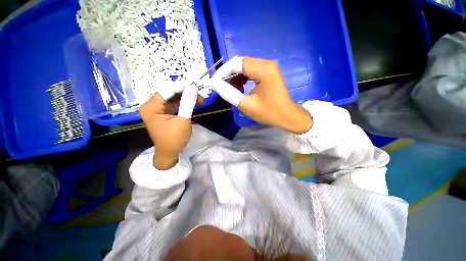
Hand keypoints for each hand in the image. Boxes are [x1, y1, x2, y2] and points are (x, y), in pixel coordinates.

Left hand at [139, 84, 203, 169]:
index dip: (182, 87)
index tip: (196, 85)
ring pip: (173, 97)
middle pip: (170, 93)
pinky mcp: (163, 112)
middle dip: (186, 92)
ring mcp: (157, 109)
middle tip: (199, 94)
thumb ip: (188, 103)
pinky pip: (174, 103)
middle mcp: (152, 105)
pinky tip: (193, 103)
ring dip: (186, 97)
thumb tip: (193, 88)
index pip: (167, 91)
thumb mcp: (183, 121)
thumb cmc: (174, 139)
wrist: (169, 153)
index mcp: (151, 107)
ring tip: (199, 100)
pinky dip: (184, 102)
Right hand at [208, 57, 312, 133]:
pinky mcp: (269, 72)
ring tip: (231, 89)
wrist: (288, 116)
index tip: (215, 82)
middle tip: (221, 86)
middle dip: (229, 74)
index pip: (237, 63)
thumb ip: (229, 93)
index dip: (223, 72)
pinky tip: (240, 88)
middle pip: (241, 63)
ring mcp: (269, 67)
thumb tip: (215, 84)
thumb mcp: (246, 105)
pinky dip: (243, 78)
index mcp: (263, 70)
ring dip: (236, 77)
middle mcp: (267, 63)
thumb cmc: (269, 113)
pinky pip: (252, 71)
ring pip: (245, 66)